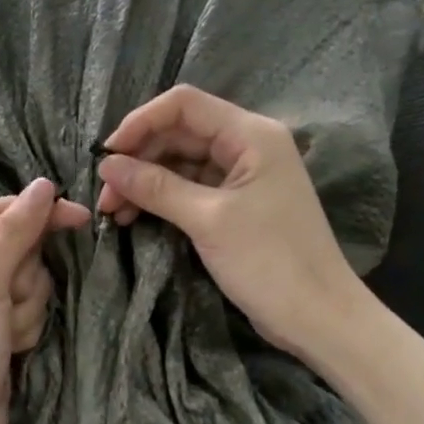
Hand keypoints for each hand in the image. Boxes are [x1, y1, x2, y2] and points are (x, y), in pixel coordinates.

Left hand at [0, 179, 89, 423]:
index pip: (0, 213)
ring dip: (27, 306)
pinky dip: (26, 325)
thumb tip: (43, 183)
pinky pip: (28, 307)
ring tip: (6, 334)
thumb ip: (15, 232)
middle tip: (8, 305)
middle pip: (20, 247)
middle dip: (24, 278)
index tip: (82, 218)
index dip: (40, 215)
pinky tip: (11, 348)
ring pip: (30, 279)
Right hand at [96, 86, 359, 356]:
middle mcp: (248, 144)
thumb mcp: (208, 220)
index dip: (140, 122)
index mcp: (251, 134)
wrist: (320, 319)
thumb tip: (107, 165)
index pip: (184, 105)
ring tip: (112, 211)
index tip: (107, 155)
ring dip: (145, 181)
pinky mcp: (237, 203)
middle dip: (138, 158)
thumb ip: (156, 187)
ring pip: (181, 162)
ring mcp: (243, 175)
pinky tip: (134, 216)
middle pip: (179, 132)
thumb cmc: (270, 262)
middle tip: (104, 195)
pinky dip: (162, 198)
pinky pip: (191, 187)